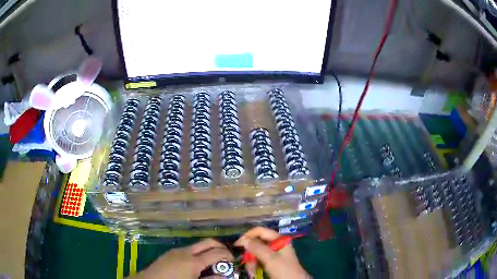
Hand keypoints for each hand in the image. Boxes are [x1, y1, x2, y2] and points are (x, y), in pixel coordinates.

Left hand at [132, 239, 233, 278]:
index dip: (228, 255)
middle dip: (220, 246)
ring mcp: (177, 251)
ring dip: (208, 250)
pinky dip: (198, 253)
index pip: (217, 253)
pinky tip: (197, 264)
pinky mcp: (170, 253)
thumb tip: (224, 276)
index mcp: (194, 262)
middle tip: (227, 256)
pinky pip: (188, 250)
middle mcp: (186, 252)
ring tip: (213, 262)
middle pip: (208, 242)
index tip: (234, 261)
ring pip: (198, 245)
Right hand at [235, 227, 308, 278]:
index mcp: (279, 240)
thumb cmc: (284, 270)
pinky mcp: (271, 263)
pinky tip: (253, 272)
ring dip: (251, 262)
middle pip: (257, 243)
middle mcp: (276, 245)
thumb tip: (244, 240)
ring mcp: (274, 254)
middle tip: (246, 262)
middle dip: (250, 253)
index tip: (237, 245)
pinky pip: (259, 260)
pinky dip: (254, 266)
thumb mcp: (271, 259)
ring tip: (251, 271)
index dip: (248, 236)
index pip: (260, 231)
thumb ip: (258, 248)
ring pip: (256, 253)